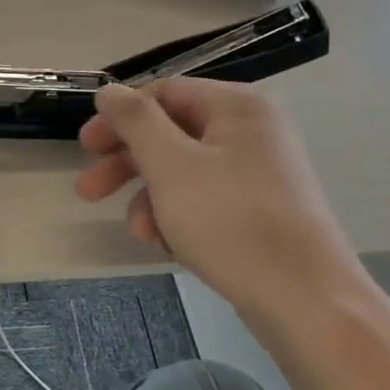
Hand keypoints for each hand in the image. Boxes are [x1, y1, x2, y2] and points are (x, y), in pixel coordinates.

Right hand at [76, 78, 361, 315]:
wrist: (304, 299)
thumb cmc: (231, 222)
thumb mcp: (171, 165)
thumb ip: (135, 121)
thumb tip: (109, 90)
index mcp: (236, 106)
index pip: (163, 93)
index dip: (119, 117)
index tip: (85, 147)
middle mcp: (251, 130)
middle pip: (171, 133)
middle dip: (127, 164)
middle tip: (88, 191)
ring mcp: (259, 172)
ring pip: (184, 172)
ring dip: (150, 198)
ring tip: (140, 232)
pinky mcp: (259, 210)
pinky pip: (205, 200)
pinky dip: (179, 217)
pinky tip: (167, 245)